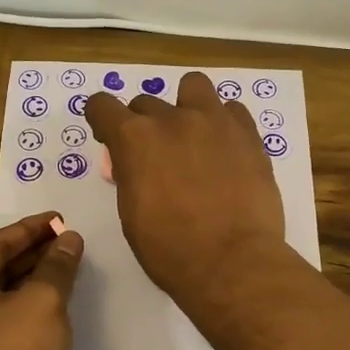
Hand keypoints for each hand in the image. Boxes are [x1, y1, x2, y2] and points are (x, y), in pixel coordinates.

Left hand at [0, 213, 84, 349]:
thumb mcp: (42, 302)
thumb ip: (57, 266)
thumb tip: (70, 239)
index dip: (32, 229)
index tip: (62, 219)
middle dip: (34, 254)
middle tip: (70, 241)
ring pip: (2, 296)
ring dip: (34, 281)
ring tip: (68, 269)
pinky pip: (4, 322)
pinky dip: (29, 309)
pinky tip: (56, 308)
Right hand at [84, 71, 285, 302]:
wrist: (232, 263)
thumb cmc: (170, 250)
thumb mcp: (131, 214)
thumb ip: (130, 175)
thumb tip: (133, 165)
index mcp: (134, 139)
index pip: (102, 105)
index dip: (102, 120)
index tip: (108, 137)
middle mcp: (172, 119)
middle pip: (146, 102)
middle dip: (145, 125)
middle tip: (157, 157)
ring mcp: (214, 121)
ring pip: (193, 86)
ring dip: (186, 105)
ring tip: (194, 135)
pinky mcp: (248, 133)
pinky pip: (231, 109)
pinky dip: (223, 122)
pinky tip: (225, 148)